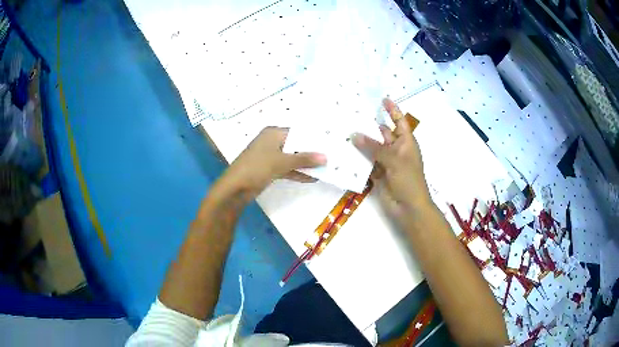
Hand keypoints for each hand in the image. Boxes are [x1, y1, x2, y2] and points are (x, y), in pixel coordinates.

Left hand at [221, 127, 325, 198]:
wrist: (235, 188)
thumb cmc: (257, 168)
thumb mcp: (282, 162)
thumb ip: (304, 159)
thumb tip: (325, 157)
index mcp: (273, 133)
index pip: (298, 132)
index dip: (313, 138)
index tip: (330, 144)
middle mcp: (272, 142)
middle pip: (296, 145)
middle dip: (311, 152)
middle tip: (331, 156)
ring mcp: (270, 156)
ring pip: (292, 157)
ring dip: (305, 164)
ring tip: (326, 168)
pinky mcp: (269, 169)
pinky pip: (287, 168)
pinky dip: (297, 172)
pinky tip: (312, 178)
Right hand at [353, 99, 431, 216]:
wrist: (408, 208)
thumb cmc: (408, 180)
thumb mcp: (394, 159)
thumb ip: (374, 147)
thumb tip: (354, 134)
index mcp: (406, 142)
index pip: (399, 121)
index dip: (392, 110)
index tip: (382, 99)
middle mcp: (396, 150)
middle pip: (383, 133)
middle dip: (370, 125)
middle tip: (352, 114)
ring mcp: (387, 162)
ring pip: (373, 148)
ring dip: (362, 142)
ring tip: (344, 130)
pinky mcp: (378, 174)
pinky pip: (367, 163)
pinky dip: (358, 158)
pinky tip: (345, 152)